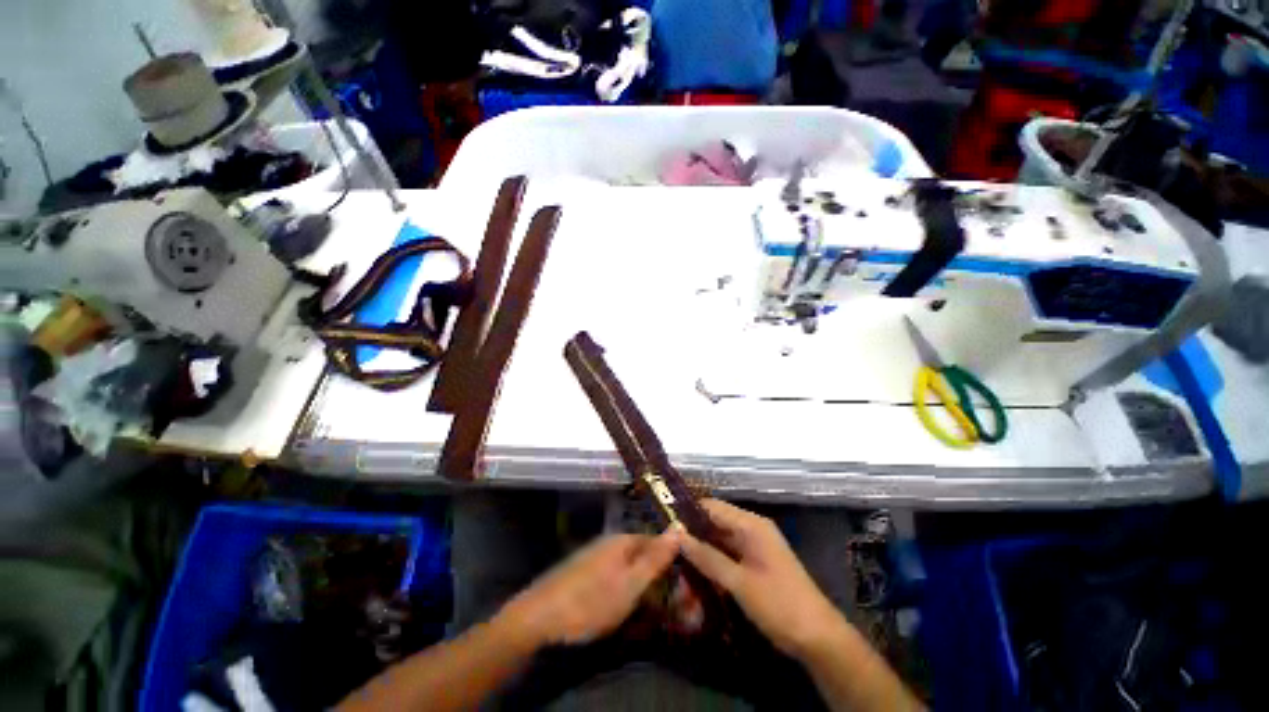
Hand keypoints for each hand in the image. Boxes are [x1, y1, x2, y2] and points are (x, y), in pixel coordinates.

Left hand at [500, 530, 680, 646]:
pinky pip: (613, 576)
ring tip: (648, 608)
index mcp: (623, 541)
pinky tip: (622, 605)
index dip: (671, 560)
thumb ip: (655, 558)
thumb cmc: (591, 601)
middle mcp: (609, 542)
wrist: (539, 617)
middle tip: (668, 603)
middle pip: (641, 554)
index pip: (656, 542)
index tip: (684, 584)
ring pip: (627, 566)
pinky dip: (623, 589)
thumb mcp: (630, 584)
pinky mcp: (584, 572)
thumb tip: (678, 527)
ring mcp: (595, 556)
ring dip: (640, 584)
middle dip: (656, 575)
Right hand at [679, 499, 845, 658]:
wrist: (818, 637)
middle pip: (715, 522)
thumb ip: (707, 557)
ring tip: (674, 559)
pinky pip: (727, 555)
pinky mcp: (755, 564)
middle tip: (666, 546)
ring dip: (700, 549)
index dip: (688, 512)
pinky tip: (694, 572)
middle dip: (692, 533)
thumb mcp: (739, 582)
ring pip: (719, 540)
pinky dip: (712, 561)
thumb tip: (677, 535)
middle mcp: (752, 529)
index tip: (664, 523)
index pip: (712, 506)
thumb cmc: (779, 604)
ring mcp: (754, 547)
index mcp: (751, 525)